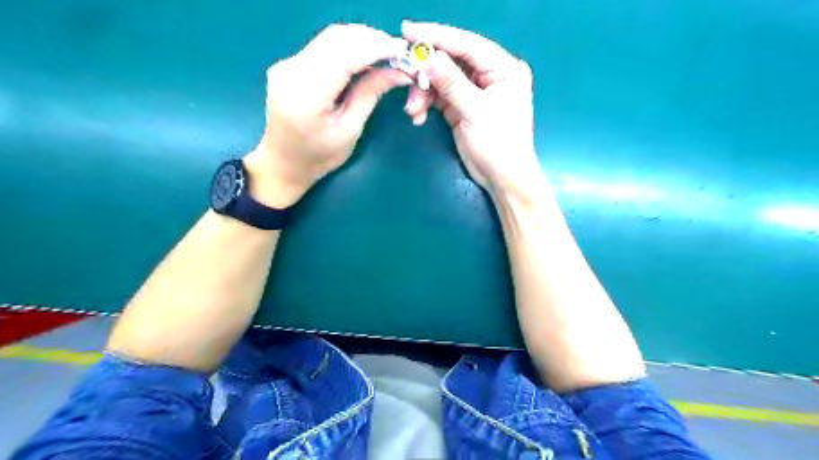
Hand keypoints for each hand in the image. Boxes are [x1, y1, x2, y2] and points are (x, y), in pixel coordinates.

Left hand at [242, 23, 408, 205]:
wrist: (283, 163)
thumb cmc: (319, 156)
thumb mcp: (350, 130)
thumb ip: (370, 95)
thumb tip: (398, 72)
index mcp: (307, 96)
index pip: (344, 56)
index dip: (375, 48)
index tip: (401, 51)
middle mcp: (291, 72)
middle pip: (336, 38)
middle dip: (370, 39)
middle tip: (397, 52)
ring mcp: (286, 65)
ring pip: (329, 38)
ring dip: (360, 41)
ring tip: (385, 55)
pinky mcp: (288, 65)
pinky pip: (322, 47)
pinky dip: (347, 48)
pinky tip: (363, 60)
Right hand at [402, 22, 541, 198]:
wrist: (502, 179)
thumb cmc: (499, 145)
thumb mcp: (476, 112)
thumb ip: (452, 84)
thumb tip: (430, 57)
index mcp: (503, 69)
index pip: (467, 44)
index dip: (437, 36)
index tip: (407, 30)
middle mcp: (489, 75)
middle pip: (451, 61)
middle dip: (426, 72)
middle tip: (404, 74)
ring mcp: (474, 91)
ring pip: (440, 80)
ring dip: (423, 93)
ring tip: (413, 110)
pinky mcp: (461, 106)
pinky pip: (438, 97)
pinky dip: (426, 104)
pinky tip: (418, 117)